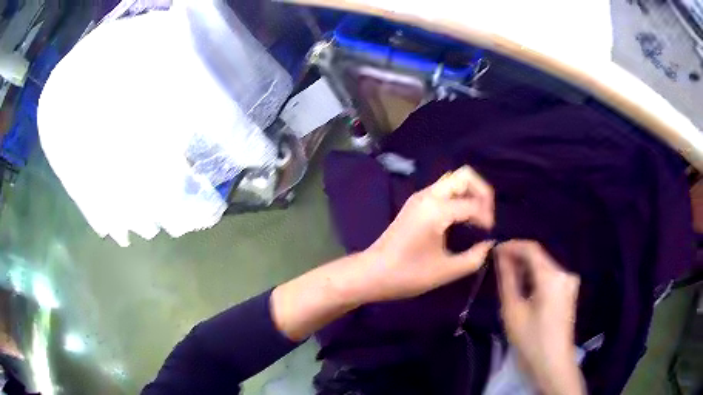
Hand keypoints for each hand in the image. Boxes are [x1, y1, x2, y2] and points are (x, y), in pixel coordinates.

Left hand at [272, 165, 494, 340]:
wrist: (372, 273)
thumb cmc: (407, 275)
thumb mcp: (445, 271)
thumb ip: (474, 257)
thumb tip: (489, 244)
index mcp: (436, 210)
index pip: (473, 204)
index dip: (487, 218)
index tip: (490, 236)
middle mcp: (428, 195)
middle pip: (464, 175)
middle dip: (482, 192)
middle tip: (487, 217)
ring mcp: (420, 197)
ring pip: (453, 180)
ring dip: (470, 193)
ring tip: (478, 217)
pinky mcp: (416, 203)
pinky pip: (444, 189)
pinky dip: (459, 197)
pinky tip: (462, 218)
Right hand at [496, 240, 584, 394]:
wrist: (553, 364)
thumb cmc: (531, 340)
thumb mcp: (513, 310)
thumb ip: (507, 279)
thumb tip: (501, 256)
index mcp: (553, 276)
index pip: (531, 248)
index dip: (511, 246)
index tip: (493, 251)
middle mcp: (564, 273)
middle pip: (539, 257)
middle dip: (517, 259)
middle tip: (496, 267)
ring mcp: (569, 283)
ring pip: (543, 268)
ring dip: (525, 270)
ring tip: (506, 279)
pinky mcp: (568, 293)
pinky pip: (549, 278)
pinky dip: (535, 279)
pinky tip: (523, 289)